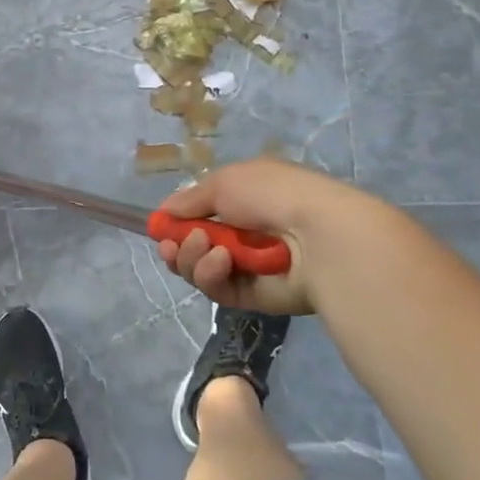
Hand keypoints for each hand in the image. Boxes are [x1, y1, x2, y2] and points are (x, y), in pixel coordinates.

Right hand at [155, 158, 384, 315]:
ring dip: (193, 258)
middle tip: (173, 246)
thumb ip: (189, 200)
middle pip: (194, 248)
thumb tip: (164, 212)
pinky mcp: (253, 297)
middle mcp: (244, 234)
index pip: (200, 216)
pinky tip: (221, 262)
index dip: (176, 223)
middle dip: (178, 246)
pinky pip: (218, 289)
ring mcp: (248, 267)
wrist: (319, 235)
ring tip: (206, 248)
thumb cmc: (271, 195)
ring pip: (201, 270)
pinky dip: (211, 275)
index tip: (160, 227)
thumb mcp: (223, 182)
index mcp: (243, 201)